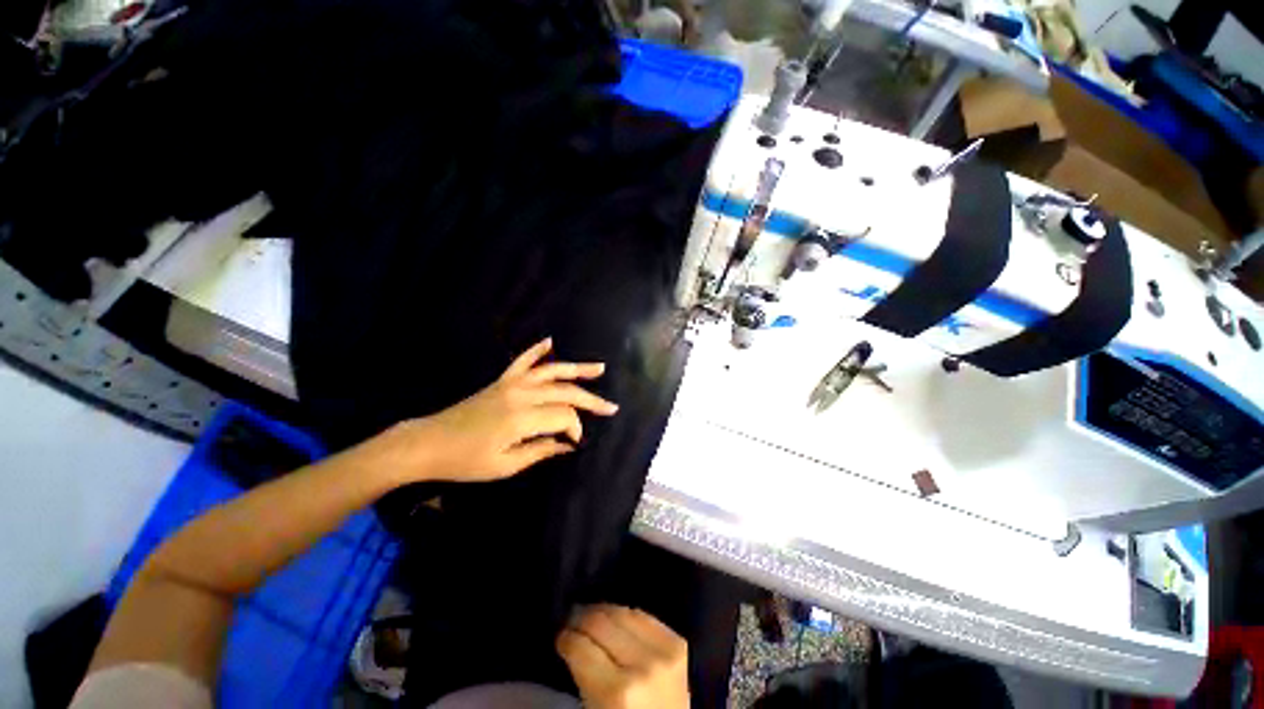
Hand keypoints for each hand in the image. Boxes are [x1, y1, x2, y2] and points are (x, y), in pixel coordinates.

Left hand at [400, 338, 617, 482]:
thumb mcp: (506, 465)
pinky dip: (537, 350)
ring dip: (577, 369)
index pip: (564, 416)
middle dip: (590, 401)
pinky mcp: (502, 380)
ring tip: (600, 368)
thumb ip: (541, 450)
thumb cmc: (466, 461)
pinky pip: (523, 360)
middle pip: (565, 392)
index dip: (575, 429)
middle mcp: (522, 394)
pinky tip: (550, 341)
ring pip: (552, 371)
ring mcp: (512, 383)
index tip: (575, 442)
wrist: (428, 443)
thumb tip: (568, 444)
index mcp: (523, 417)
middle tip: (611, 408)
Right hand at [557, 605, 689, 708]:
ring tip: (591, 616)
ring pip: (623, 612)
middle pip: (601, 622)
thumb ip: (584, 676)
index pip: (580, 647)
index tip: (560, 636)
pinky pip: (644, 616)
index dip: (565, 638)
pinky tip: (616, 619)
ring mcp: (665, 650)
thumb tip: (569, 639)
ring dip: (603, 611)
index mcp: (617, 692)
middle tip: (571, 620)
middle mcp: (642, 664)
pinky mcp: (679, 641)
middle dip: (581, 618)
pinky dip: (626, 614)